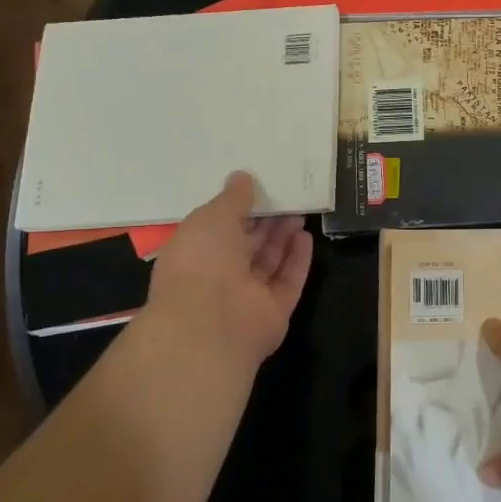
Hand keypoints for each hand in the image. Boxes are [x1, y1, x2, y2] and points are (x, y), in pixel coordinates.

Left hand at [138, 171, 313, 371]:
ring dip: (283, 237)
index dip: (237, 209)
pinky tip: (306, 236)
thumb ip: (232, 198)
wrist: (211, 324)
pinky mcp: (274, 311)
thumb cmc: (201, 262)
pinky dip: (297, 259)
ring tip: (299, 210)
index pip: (217, 229)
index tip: (257, 187)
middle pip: (247, 245)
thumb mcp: (211, 217)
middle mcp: (218, 277)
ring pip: (269, 261)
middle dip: (265, 221)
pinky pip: (288, 281)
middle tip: (285, 196)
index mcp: (194, 255)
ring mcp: (247, 297)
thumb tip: (242, 177)